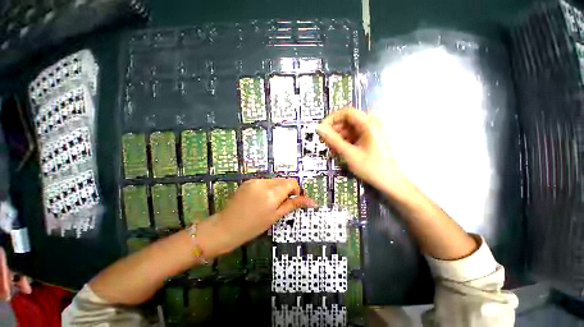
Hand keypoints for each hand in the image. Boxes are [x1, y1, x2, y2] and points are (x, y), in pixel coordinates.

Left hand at [206, 178, 313, 255]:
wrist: (226, 227)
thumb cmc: (253, 226)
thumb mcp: (275, 216)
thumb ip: (293, 204)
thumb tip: (311, 201)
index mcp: (272, 194)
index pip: (292, 182)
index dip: (295, 190)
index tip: (292, 200)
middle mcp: (264, 183)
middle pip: (283, 180)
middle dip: (286, 190)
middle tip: (280, 203)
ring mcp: (255, 181)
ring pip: (274, 180)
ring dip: (277, 189)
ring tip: (269, 202)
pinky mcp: (248, 181)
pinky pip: (264, 181)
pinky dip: (267, 188)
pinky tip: (260, 199)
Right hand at [316, 108, 406, 194]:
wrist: (390, 181)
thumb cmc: (372, 167)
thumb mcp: (349, 153)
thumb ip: (333, 140)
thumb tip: (319, 129)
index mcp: (369, 124)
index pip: (346, 112)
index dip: (331, 119)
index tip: (322, 130)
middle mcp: (371, 123)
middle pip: (347, 121)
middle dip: (334, 131)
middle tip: (326, 143)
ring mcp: (371, 131)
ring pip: (349, 129)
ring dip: (339, 138)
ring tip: (333, 150)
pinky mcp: (370, 138)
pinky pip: (354, 135)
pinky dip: (345, 141)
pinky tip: (341, 151)